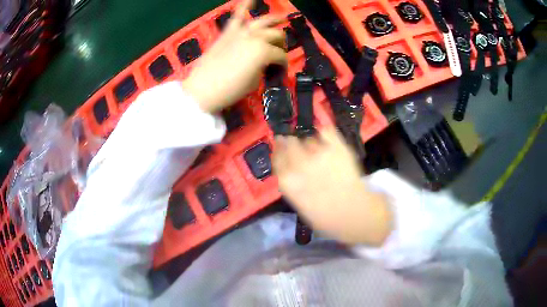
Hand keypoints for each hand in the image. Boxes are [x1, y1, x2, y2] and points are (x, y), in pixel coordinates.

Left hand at [182, 0, 287, 112]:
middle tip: (279, 51)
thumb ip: (263, 68)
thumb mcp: (254, 82)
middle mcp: (255, 37)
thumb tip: (265, 63)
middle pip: (275, 35)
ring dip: (274, 20)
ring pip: (263, 21)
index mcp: (264, 52)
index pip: (281, 55)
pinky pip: (237, 15)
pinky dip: (244, 4)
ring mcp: (241, 32)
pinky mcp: (228, 32)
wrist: (202, 89)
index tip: (281, 70)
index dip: (283, 64)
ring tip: (283, 18)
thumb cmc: (230, 89)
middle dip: (281, 44)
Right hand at [273, 127, 391, 245]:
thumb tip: (289, 172)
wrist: (353, 212)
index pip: (277, 157)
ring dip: (310, 144)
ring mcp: (319, 153)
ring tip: (318, 151)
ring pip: (308, 139)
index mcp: (288, 180)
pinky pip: (326, 131)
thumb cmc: (325, 217)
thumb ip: (292, 185)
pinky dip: (325, 133)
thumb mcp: (299, 206)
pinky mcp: (336, 147)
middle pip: (289, 143)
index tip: (281, 150)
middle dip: (291, 144)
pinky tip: (325, 137)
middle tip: (297, 147)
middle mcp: (299, 163)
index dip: (279, 152)